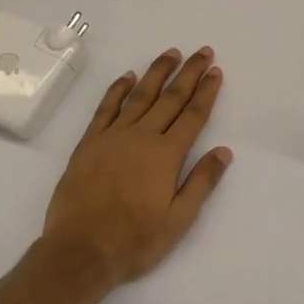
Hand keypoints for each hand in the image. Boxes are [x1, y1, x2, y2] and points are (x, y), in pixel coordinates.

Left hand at [41, 47, 231, 286]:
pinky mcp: (89, 143)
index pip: (193, 115)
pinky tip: (128, 77)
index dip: (206, 91)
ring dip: (157, 72)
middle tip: (203, 51)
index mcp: (167, 155)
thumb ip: (202, 182)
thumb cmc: (135, 240)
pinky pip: (106, 108)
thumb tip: (224, 151)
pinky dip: (118, 89)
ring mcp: (113, 137)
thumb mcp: (178, 220)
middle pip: (171, 97)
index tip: (215, 71)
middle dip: (189, 73)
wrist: (79, 251)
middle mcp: (142, 137)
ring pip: (140, 95)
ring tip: (171, 53)